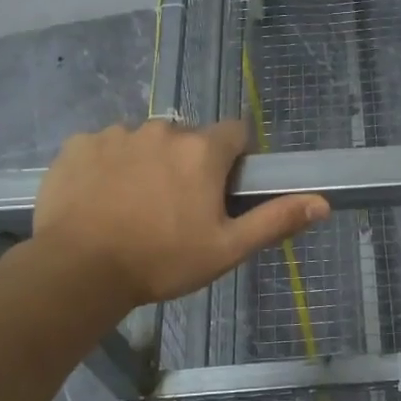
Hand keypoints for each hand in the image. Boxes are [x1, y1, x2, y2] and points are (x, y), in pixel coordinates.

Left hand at [32, 119, 328, 308]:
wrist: (77, 271)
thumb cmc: (161, 260)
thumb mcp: (227, 248)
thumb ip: (275, 220)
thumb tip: (323, 203)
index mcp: (201, 150)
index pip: (234, 133)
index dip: (235, 158)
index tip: (223, 189)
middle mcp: (162, 129)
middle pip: (187, 138)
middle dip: (188, 164)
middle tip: (177, 208)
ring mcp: (115, 134)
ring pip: (144, 142)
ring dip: (147, 164)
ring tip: (134, 207)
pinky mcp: (78, 146)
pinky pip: (103, 148)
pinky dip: (107, 167)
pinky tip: (100, 200)